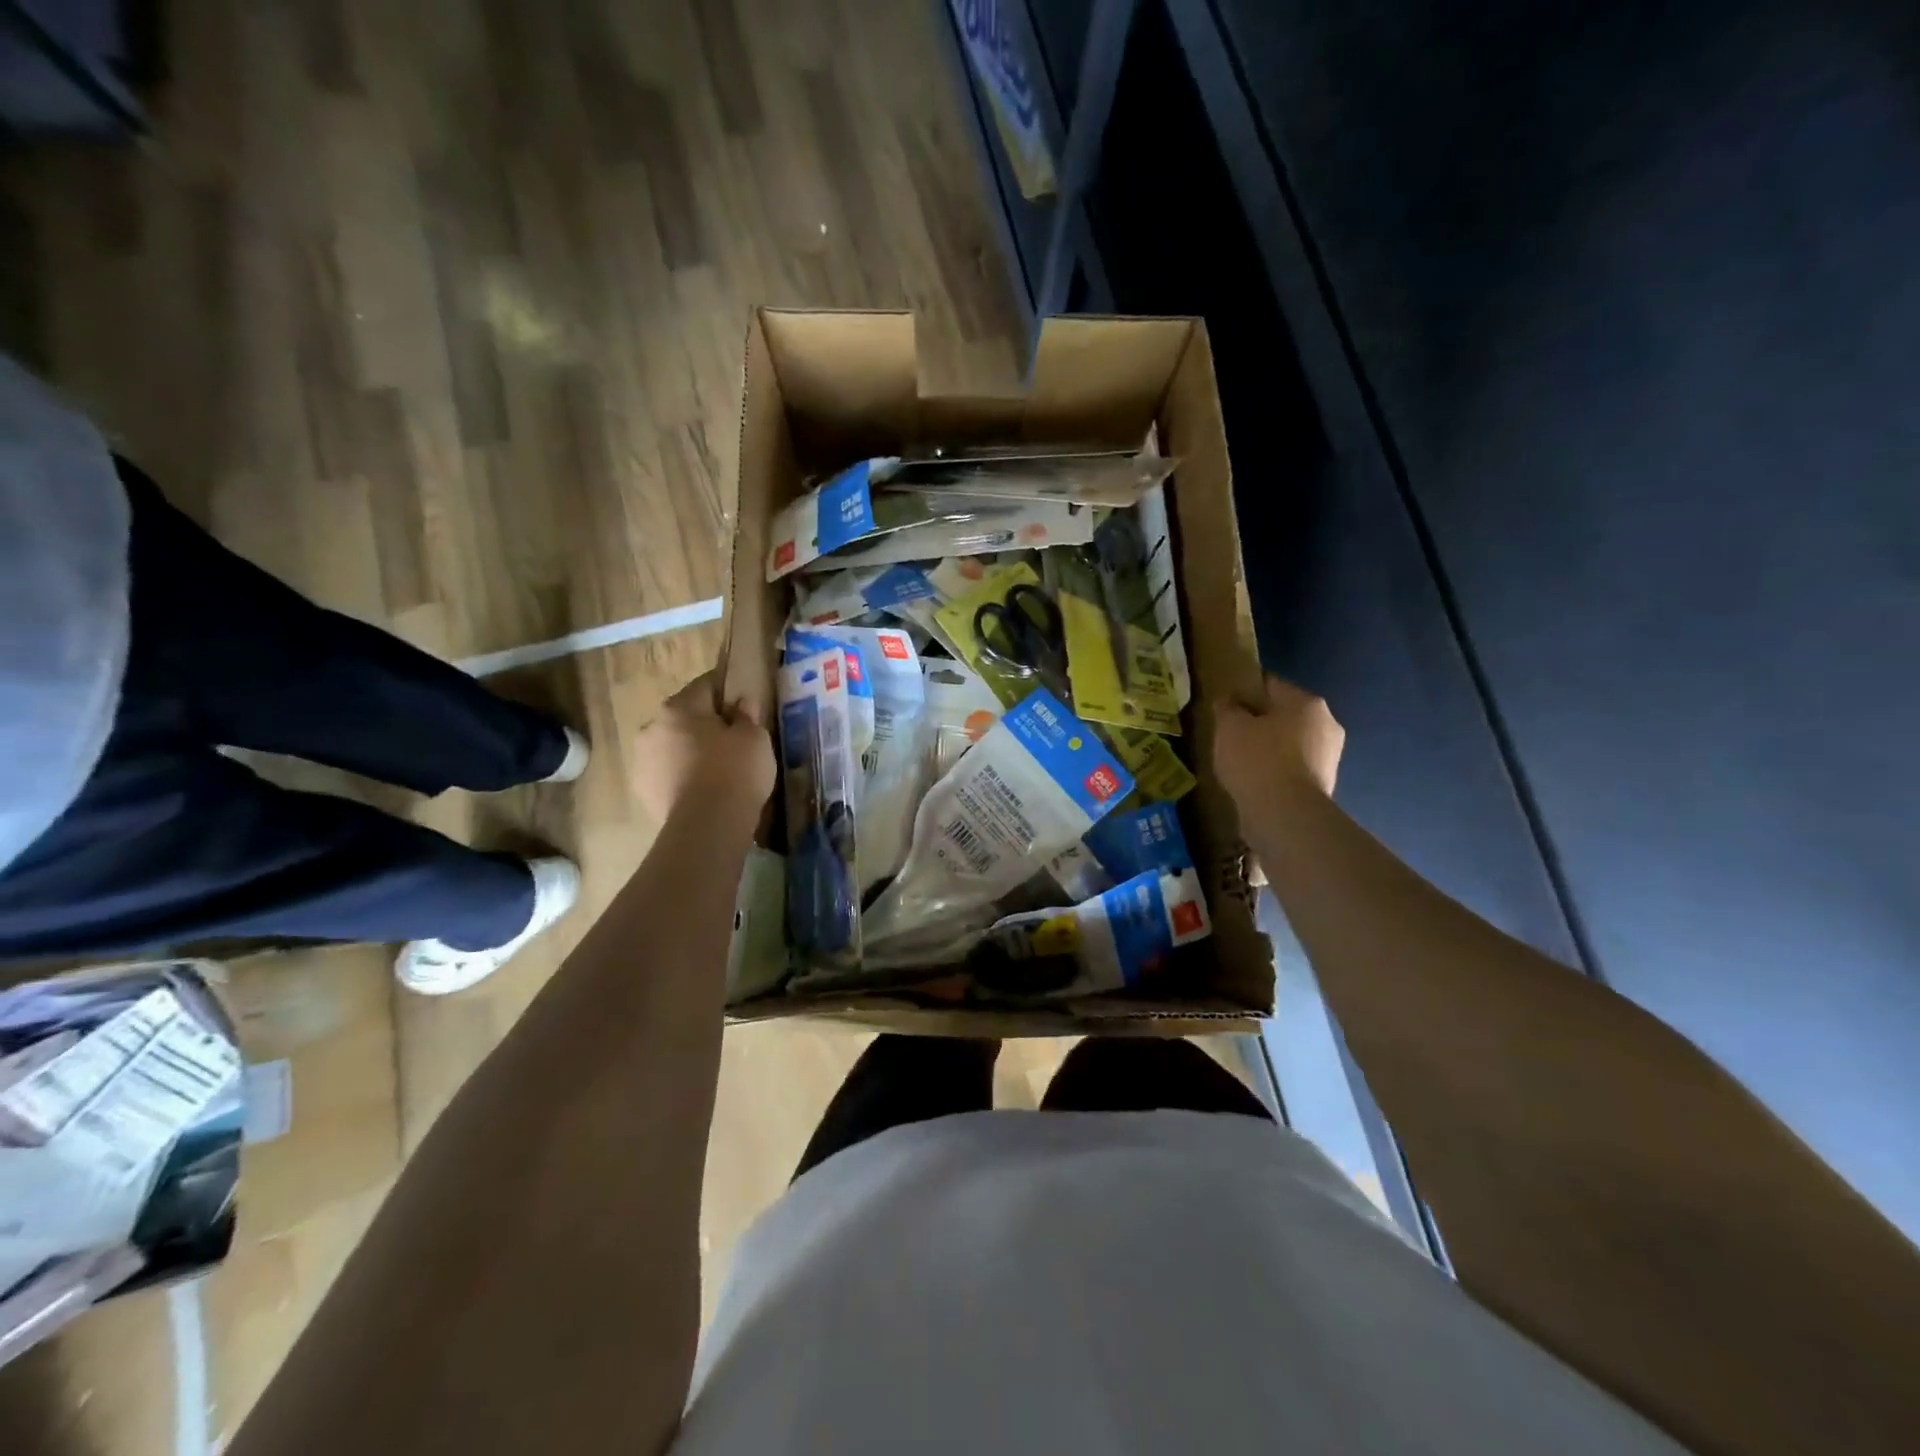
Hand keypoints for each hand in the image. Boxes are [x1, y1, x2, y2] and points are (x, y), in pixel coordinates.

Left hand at [632, 671, 774, 827]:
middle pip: (684, 717)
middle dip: (705, 725)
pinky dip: (682, 777)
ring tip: (717, 771)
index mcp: (679, 707)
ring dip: (690, 752)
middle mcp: (652, 727)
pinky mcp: (642, 791)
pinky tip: (703, 791)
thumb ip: (747, 715)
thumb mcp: (755, 737)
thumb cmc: (735, 771)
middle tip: (732, 741)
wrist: (707, 825)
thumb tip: (741, 704)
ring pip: (672, 746)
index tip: (743, 703)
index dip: (727, 691)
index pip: (706, 685)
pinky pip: (667, 774)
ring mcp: (642, 760)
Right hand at [1214, 676, 1345, 821]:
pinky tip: (1253, 781)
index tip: (1225, 704)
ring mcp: (1328, 758)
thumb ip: (1227, 708)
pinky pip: (1291, 769)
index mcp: (1307, 702)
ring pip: (1289, 744)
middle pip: (1284, 715)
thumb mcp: (1229, 727)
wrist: (1285, 816)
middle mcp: (1326, 724)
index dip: (1244, 691)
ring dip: (1268, 749)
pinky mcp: (1323, 786)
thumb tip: (1228, 700)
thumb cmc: (1257, 761)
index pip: (1270, 685)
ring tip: (1238, 761)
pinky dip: (1274, 772)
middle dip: (1259, 722)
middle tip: (1230, 734)